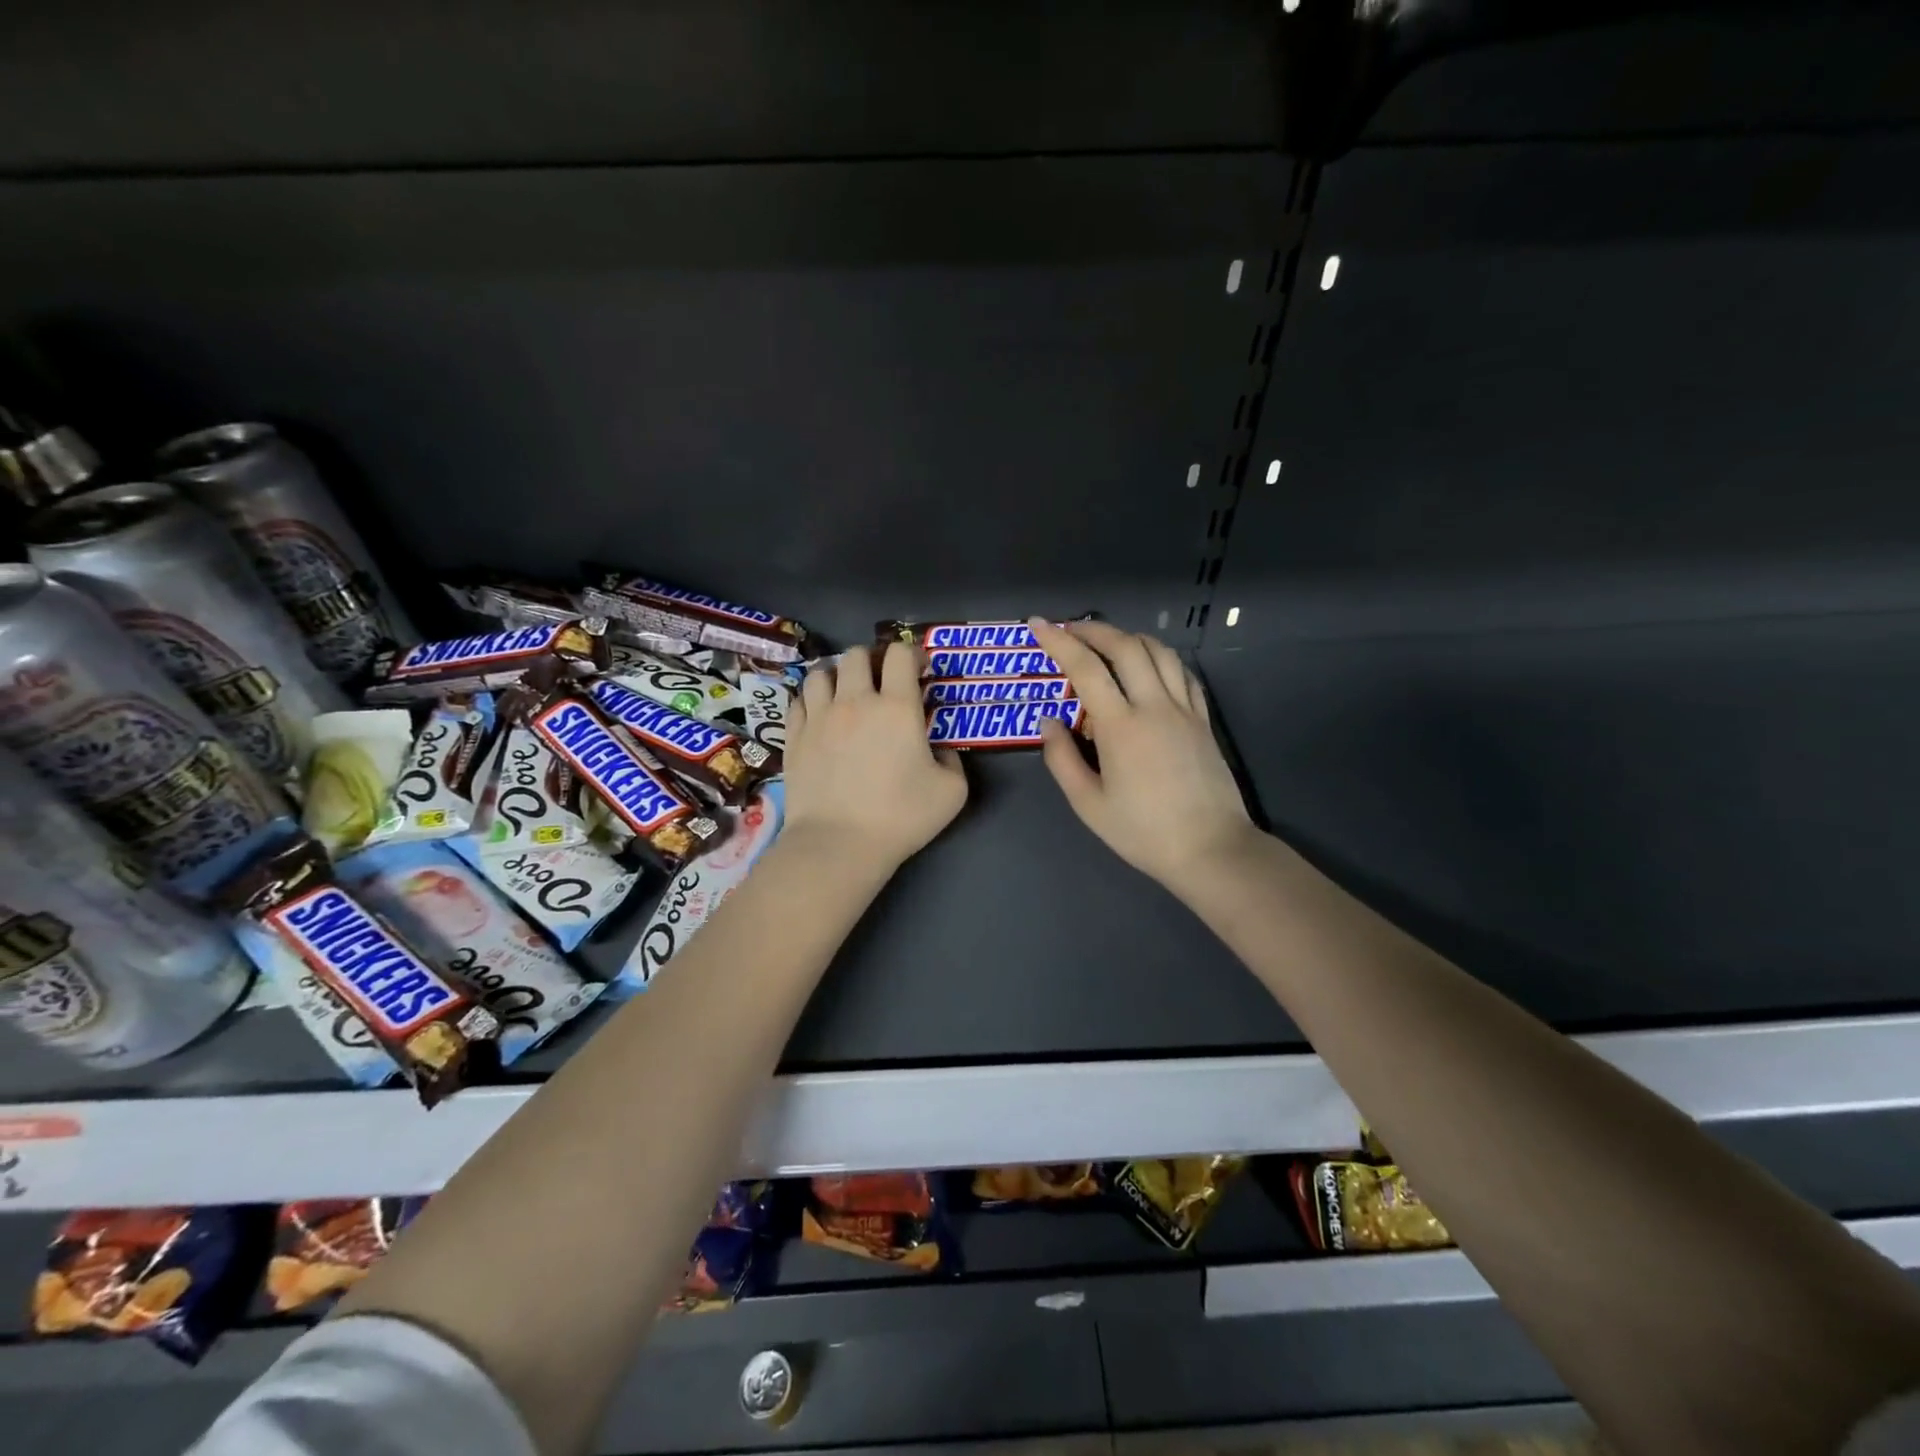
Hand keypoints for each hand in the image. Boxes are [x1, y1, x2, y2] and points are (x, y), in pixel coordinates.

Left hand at [782, 641, 968, 871]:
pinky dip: (811, 701)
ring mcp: (819, 717)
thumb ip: (952, 762)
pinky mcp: (794, 737)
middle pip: (856, 654)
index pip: (900, 654)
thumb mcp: (952, 793)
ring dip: (836, 677)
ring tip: (844, 696)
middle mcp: (855, 701)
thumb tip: (940, 751)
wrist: (839, 843)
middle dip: (871, 660)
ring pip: (821, 673)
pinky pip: (798, 700)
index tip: (918, 671)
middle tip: (880, 683)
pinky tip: (819, 716)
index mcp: (897, 707)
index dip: (911, 654)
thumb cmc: (901, 817)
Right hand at [1030, 617, 1260, 898]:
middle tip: (1070, 629)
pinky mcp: (1203, 720)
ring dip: (1129, 638)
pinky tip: (1150, 666)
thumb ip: (1062, 759)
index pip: (1085, 668)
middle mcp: (1154, 706)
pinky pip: (1184, 673)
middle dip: (1094, 629)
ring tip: (1107, 642)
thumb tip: (1048, 722)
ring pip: (1159, 652)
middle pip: (1126, 647)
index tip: (1037, 624)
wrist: (1211, 849)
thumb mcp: (1089, 805)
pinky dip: (1161, 658)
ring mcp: (1184, 710)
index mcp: (1121, 727)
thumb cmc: (1143, 832)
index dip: (1058, 641)